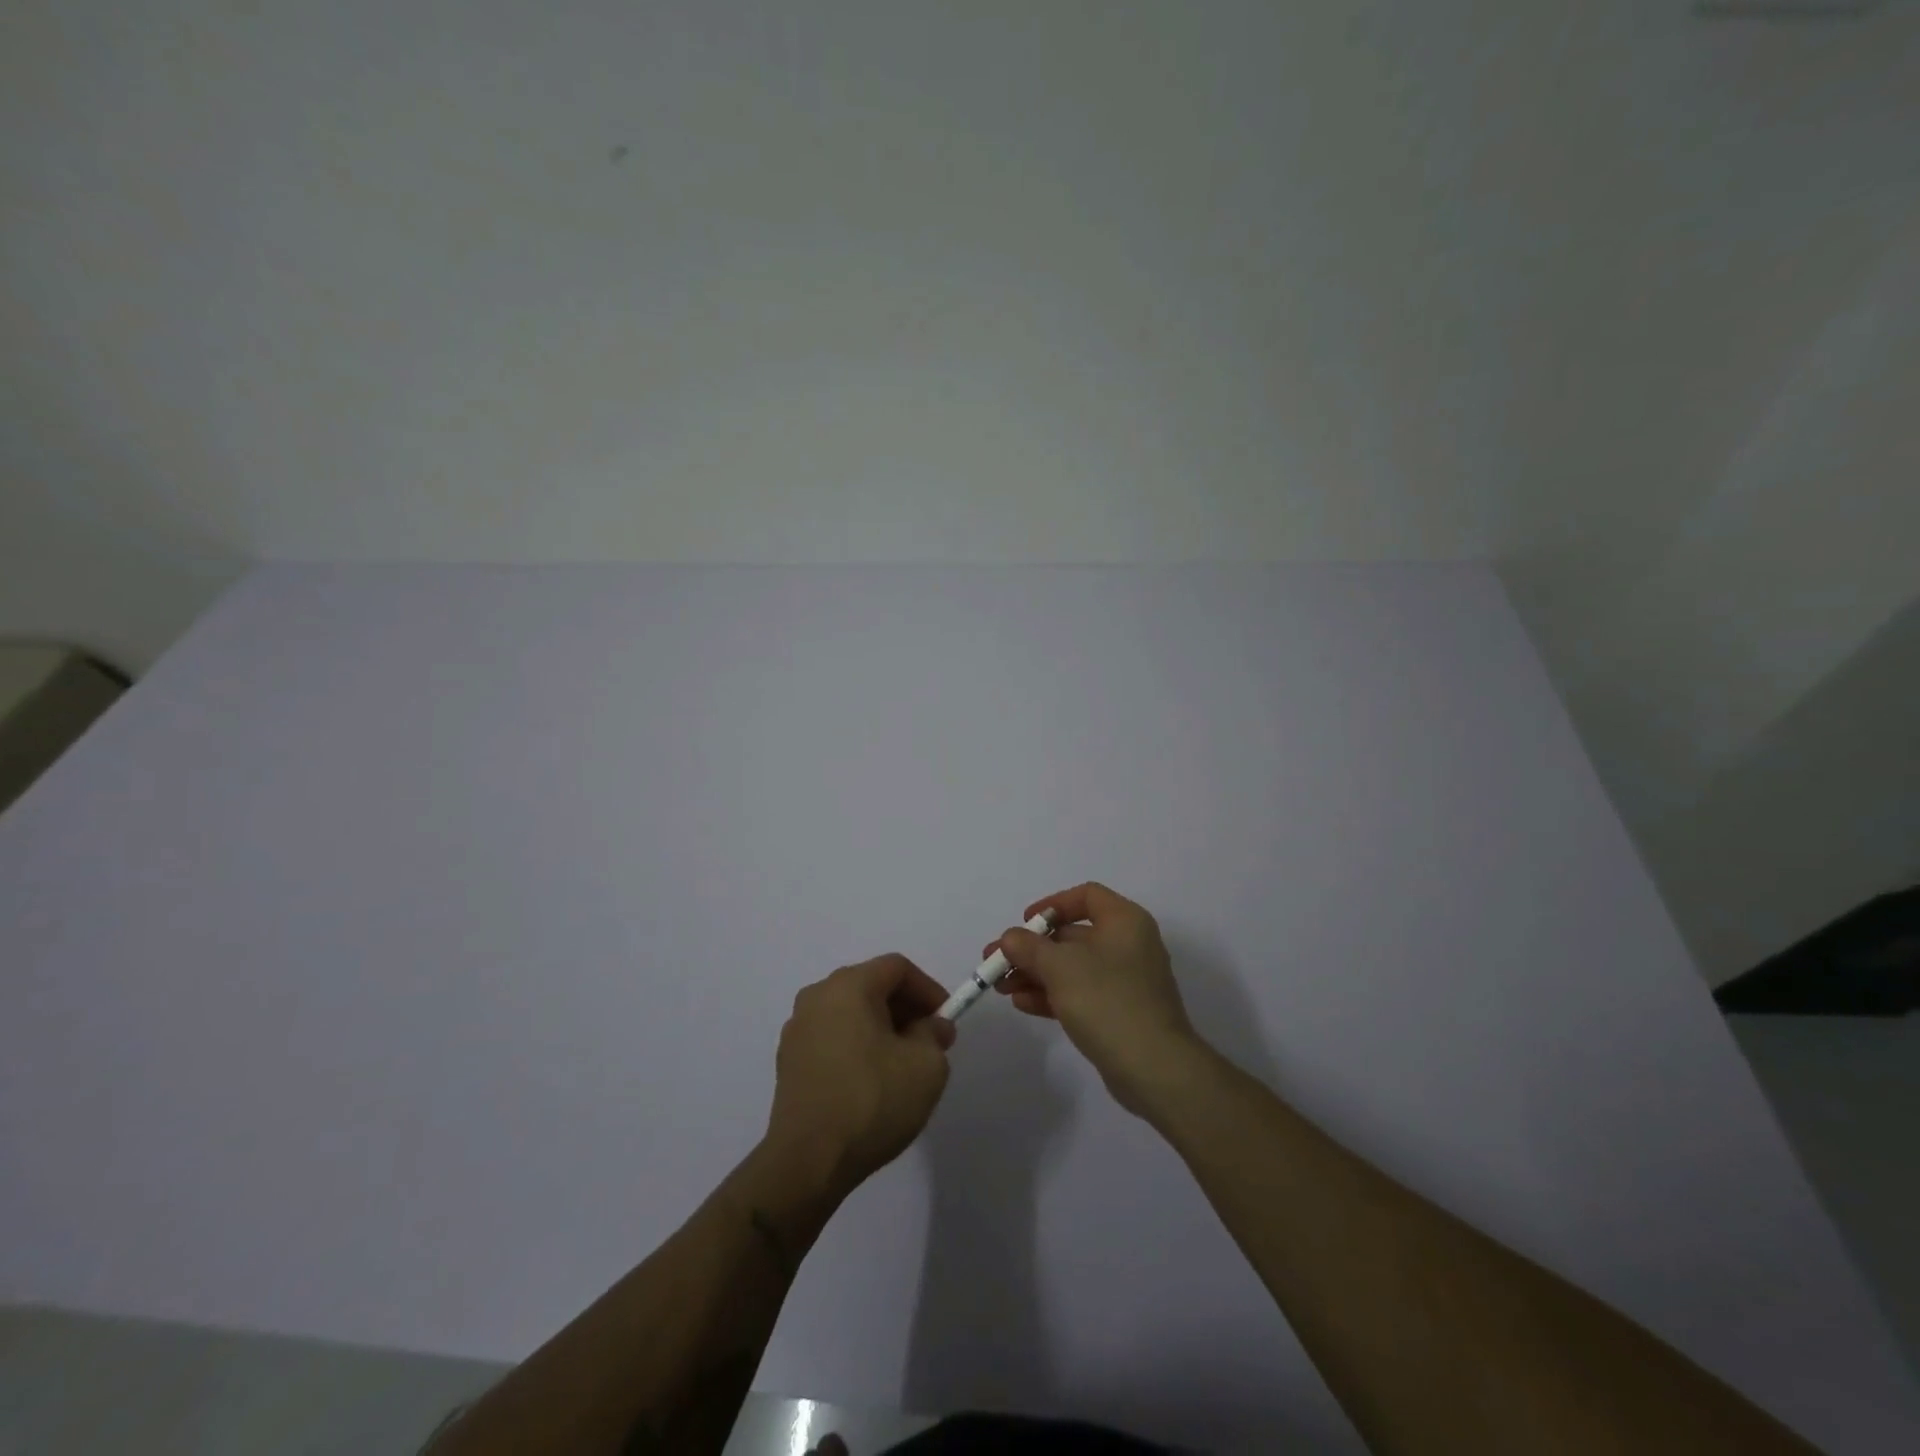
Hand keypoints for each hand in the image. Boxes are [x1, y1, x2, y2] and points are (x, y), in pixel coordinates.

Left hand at [765, 953, 956, 1198]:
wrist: (808, 1162)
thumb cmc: (872, 1102)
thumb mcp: (926, 1065)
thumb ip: (934, 1034)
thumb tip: (930, 1026)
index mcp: (848, 986)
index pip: (897, 967)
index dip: (928, 989)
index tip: (945, 1020)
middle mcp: (817, 996)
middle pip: (871, 985)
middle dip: (906, 1008)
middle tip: (930, 1041)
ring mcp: (797, 1029)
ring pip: (850, 1012)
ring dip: (881, 1028)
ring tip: (902, 1063)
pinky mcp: (788, 1061)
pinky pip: (832, 1036)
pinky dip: (856, 1045)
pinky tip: (871, 1081)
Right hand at [991, 882, 1202, 1116]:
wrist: (1155, 1068)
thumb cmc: (1108, 1001)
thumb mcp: (1060, 967)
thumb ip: (1030, 947)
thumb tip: (1010, 938)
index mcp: (1124, 921)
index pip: (1086, 896)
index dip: (1051, 905)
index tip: (1024, 923)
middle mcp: (1128, 945)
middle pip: (1073, 935)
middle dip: (1032, 948)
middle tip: (996, 961)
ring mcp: (1125, 981)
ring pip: (1072, 967)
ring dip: (1035, 973)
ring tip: (1001, 987)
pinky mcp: (1119, 1012)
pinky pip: (1080, 993)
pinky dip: (1052, 994)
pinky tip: (1022, 1003)